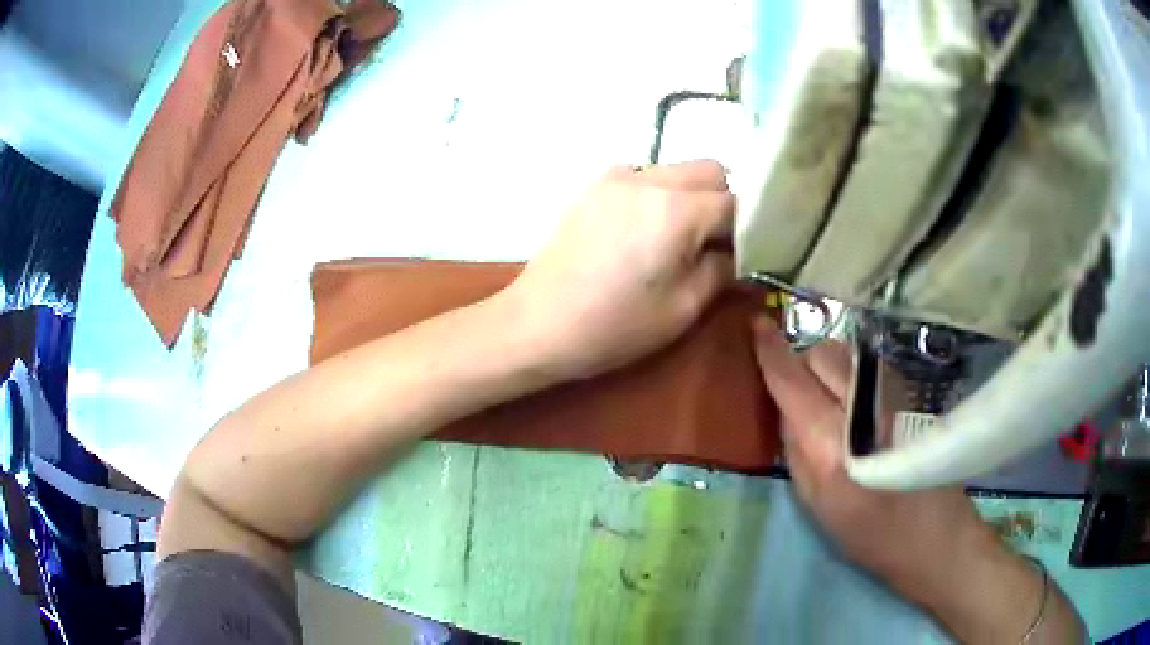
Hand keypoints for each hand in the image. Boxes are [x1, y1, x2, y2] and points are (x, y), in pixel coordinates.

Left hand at [505, 160, 734, 380]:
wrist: (537, 324)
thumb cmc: (615, 326)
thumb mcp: (685, 307)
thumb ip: (724, 269)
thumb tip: (741, 253)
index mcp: (676, 208)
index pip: (736, 201)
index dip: (749, 228)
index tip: (746, 254)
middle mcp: (648, 178)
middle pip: (710, 171)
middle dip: (723, 202)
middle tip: (713, 245)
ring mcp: (616, 177)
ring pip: (677, 171)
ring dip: (690, 197)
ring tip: (675, 241)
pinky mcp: (593, 186)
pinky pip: (644, 178)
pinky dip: (659, 196)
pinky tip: (642, 233)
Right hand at [752, 319, 1083, 642]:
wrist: (935, 535)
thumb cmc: (869, 535)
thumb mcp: (816, 505)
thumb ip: (795, 449)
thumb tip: (784, 406)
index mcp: (833, 447)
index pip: (794, 383)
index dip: (771, 352)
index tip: (755, 325)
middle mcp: (865, 409)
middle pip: (823, 353)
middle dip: (803, 362)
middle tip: (799, 393)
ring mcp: (894, 395)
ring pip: (847, 354)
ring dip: (829, 368)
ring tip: (832, 404)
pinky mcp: (910, 394)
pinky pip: (869, 367)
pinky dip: (853, 375)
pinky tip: (859, 407)